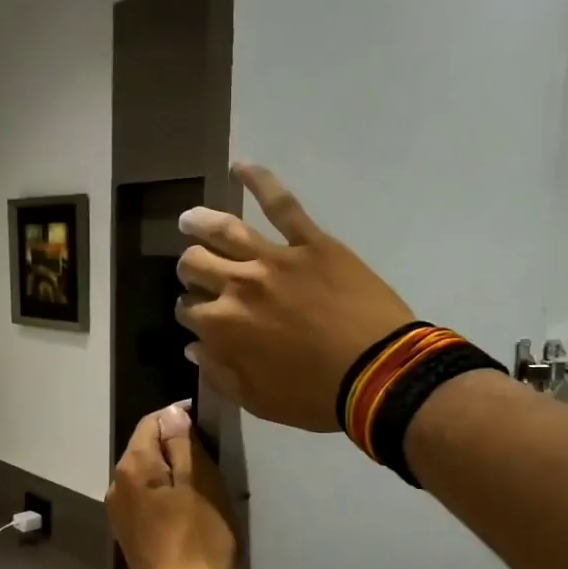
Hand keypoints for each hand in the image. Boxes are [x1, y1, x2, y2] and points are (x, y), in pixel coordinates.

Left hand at [107, 403, 234, 568]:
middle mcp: (116, 485)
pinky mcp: (129, 535)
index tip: (209, 425)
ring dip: (173, 472)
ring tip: (205, 483)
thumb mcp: (200, 483)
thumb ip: (184, 444)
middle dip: (176, 445)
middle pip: (146, 448)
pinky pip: (147, 500)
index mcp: (132, 467)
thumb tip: (173, 413)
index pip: (152, 422)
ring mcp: (119, 513)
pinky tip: (190, 510)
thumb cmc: (198, 540)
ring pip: (147, 475)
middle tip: (213, 457)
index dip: (179, 416)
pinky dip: (167, 495)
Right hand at [175, 165, 414, 430]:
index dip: (191, 313)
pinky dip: (260, 181)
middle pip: (196, 263)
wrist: (378, 374)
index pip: (189, 310)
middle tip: (197, 271)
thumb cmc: (316, 396)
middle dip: (190, 269)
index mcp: (222, 326)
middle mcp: (238, 284)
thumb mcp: (258, 401)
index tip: (201, 319)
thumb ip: (220, 373)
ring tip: (189, 219)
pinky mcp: (311, 242)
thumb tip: (194, 347)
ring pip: (224, 230)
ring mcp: (275, 258)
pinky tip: (240, 167)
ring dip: (200, 223)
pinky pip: (282, 205)